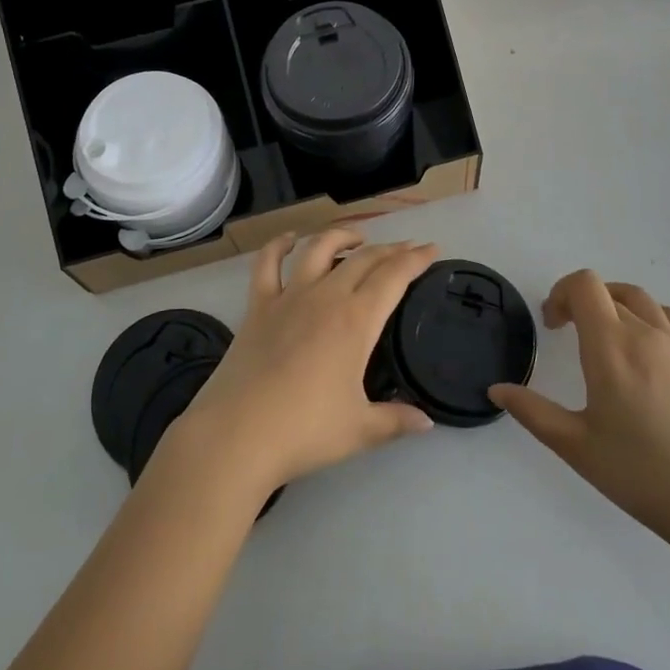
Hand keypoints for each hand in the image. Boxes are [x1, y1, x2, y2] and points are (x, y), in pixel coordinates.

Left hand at [172, 230, 437, 493]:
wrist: (238, 433)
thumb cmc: (305, 431)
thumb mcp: (360, 430)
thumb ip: (396, 420)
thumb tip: (426, 421)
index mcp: (356, 321)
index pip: (393, 277)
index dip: (415, 260)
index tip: (431, 249)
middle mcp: (326, 297)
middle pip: (363, 259)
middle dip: (389, 249)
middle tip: (406, 249)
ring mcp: (289, 297)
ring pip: (319, 249)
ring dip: (342, 236)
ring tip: (357, 237)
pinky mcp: (258, 306)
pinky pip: (267, 264)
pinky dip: (278, 245)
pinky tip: (289, 239)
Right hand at [490, 270, 669, 550]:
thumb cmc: (638, 472)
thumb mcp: (575, 446)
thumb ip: (532, 411)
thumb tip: (496, 390)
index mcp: (610, 347)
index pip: (584, 286)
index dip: (562, 293)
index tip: (554, 325)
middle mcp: (644, 333)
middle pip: (609, 291)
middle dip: (583, 303)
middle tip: (572, 334)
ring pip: (642, 300)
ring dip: (617, 305)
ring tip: (609, 335)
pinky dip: (653, 318)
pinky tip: (650, 347)